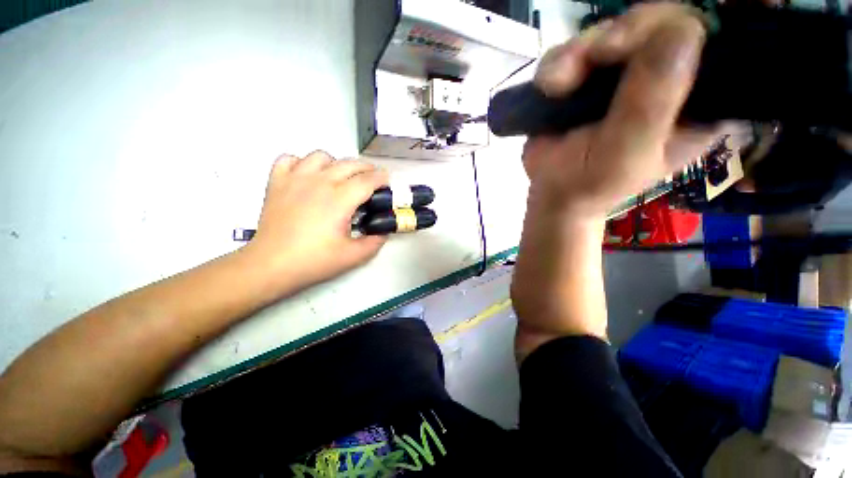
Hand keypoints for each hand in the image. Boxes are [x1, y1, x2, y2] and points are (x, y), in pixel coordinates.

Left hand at [243, 151, 388, 293]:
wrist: (271, 265)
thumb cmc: (313, 260)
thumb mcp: (354, 256)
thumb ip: (375, 242)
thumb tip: (383, 231)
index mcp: (340, 199)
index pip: (367, 180)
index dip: (381, 178)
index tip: (386, 181)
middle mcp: (319, 182)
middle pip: (349, 164)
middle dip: (366, 167)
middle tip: (372, 178)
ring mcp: (296, 179)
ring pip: (321, 156)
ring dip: (336, 163)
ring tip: (340, 177)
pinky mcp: (277, 182)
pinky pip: (290, 159)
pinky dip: (302, 162)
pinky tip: (308, 176)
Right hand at [527, 4, 720, 218]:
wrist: (547, 193)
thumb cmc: (587, 186)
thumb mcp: (624, 154)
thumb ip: (652, 103)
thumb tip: (681, 30)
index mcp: (694, 103)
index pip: (707, 43)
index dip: (673, 30)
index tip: (635, 47)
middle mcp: (662, 81)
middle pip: (656, 23)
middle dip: (620, 35)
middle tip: (595, 57)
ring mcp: (621, 77)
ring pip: (611, 30)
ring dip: (579, 52)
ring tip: (558, 86)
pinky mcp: (585, 79)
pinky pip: (575, 47)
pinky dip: (557, 63)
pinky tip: (550, 89)